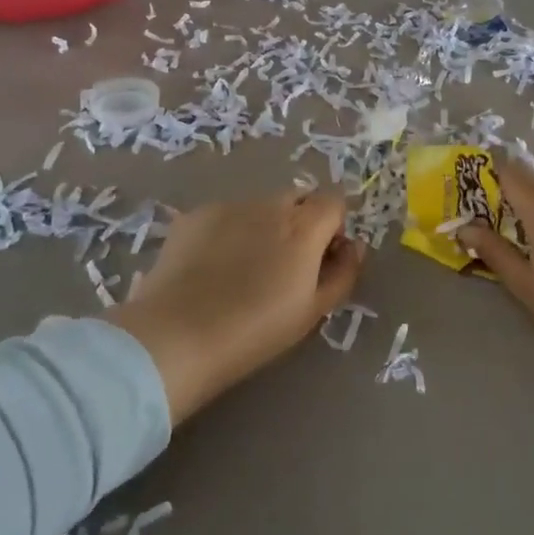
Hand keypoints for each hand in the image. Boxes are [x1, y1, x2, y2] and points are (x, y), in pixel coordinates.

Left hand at [109, 192, 364, 424]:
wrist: (178, 335)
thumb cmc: (256, 330)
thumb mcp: (313, 311)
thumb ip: (343, 272)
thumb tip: (355, 246)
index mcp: (304, 226)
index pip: (334, 201)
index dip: (333, 227)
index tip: (323, 258)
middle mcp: (269, 204)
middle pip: (297, 199)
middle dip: (300, 223)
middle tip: (284, 265)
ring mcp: (229, 205)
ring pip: (259, 207)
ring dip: (263, 226)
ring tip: (242, 269)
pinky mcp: (195, 215)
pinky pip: (225, 216)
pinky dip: (228, 232)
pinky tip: (211, 267)